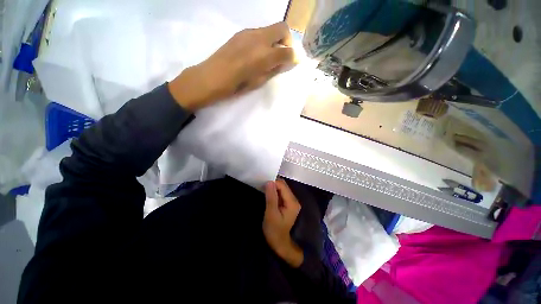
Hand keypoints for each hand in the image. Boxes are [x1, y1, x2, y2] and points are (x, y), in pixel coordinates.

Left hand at [168, 21, 294, 110]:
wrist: (211, 77)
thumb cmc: (236, 86)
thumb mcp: (258, 82)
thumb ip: (273, 70)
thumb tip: (284, 62)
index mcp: (264, 55)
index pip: (287, 50)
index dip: (294, 56)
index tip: (294, 61)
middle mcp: (259, 38)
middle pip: (282, 28)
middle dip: (287, 40)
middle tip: (283, 54)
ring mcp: (249, 33)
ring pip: (270, 29)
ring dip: (275, 40)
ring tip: (268, 56)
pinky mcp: (241, 33)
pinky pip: (259, 32)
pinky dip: (264, 40)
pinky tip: (257, 53)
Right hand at [263, 179, 303, 267]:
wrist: (279, 243)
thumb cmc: (274, 230)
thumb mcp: (271, 214)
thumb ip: (271, 197)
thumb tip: (269, 182)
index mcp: (292, 202)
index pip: (282, 186)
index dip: (272, 183)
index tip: (262, 185)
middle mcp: (294, 200)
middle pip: (283, 186)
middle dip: (273, 184)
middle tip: (262, 186)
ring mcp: (292, 201)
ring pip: (282, 189)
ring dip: (273, 188)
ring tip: (263, 189)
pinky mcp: (288, 203)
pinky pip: (281, 193)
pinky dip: (274, 192)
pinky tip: (268, 194)